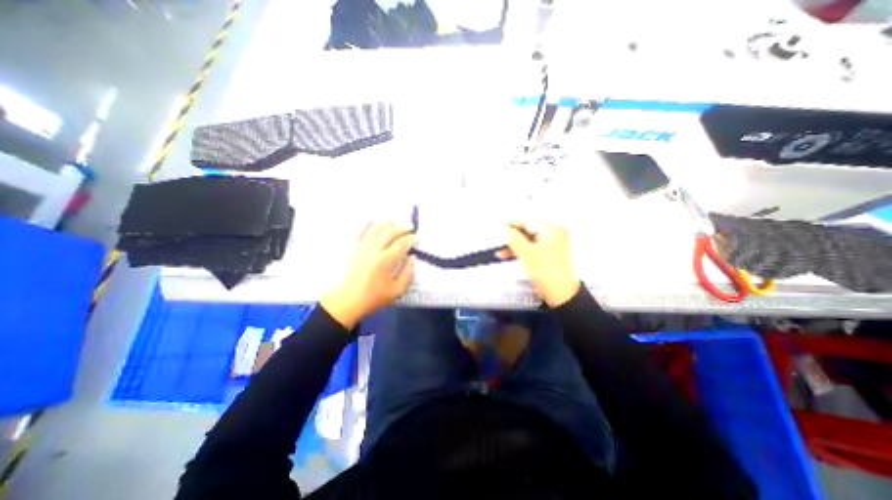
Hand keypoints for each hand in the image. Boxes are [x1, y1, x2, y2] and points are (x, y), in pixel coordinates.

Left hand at [320, 220, 418, 329]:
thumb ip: (408, 273)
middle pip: (390, 231)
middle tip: (410, 228)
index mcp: (385, 260)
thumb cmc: (374, 297)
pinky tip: (377, 225)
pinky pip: (362, 230)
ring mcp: (362, 246)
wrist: (348, 300)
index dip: (411, 238)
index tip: (417, 238)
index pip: (402, 243)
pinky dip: (371, 224)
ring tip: (396, 224)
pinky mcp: (353, 246)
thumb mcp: (397, 290)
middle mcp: (373, 249)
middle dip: (403, 227)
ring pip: (376, 227)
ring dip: (388, 223)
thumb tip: (412, 258)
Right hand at [504, 220, 582, 306]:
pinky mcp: (546, 254)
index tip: (499, 224)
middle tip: (498, 238)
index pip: (528, 221)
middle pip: (527, 230)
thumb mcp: (527, 254)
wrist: (560, 294)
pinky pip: (529, 248)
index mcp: (552, 230)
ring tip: (500, 251)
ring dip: (513, 245)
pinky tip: (507, 255)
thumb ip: (514, 239)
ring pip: (527, 240)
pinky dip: (519, 251)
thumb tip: (504, 230)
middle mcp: (552, 234)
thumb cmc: (546, 272)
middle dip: (511, 236)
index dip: (512, 222)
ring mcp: (550, 244)